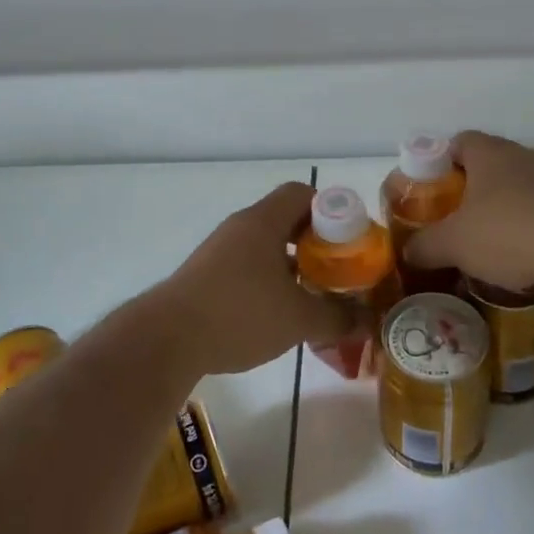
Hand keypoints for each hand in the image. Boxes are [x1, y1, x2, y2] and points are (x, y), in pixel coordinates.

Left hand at [154, 182, 353, 376]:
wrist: (167, 340)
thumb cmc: (239, 314)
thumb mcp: (298, 319)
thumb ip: (337, 317)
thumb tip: (367, 320)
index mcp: (263, 222)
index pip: (302, 194)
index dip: (330, 210)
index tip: (348, 240)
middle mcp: (240, 227)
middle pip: (285, 220)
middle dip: (314, 244)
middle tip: (336, 270)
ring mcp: (218, 251)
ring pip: (265, 247)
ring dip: (290, 265)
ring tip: (311, 296)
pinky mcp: (204, 276)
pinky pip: (246, 267)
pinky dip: (266, 282)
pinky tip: (276, 315)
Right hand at [404, 132, 533, 290]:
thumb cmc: (506, 234)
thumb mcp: (453, 244)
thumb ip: (424, 245)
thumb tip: (408, 251)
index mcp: (488, 152)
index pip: (457, 142)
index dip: (439, 163)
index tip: (430, 190)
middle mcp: (520, 155)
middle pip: (486, 163)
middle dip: (468, 188)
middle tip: (452, 217)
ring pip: (514, 185)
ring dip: (498, 206)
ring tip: (484, 239)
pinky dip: (525, 223)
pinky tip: (518, 252)